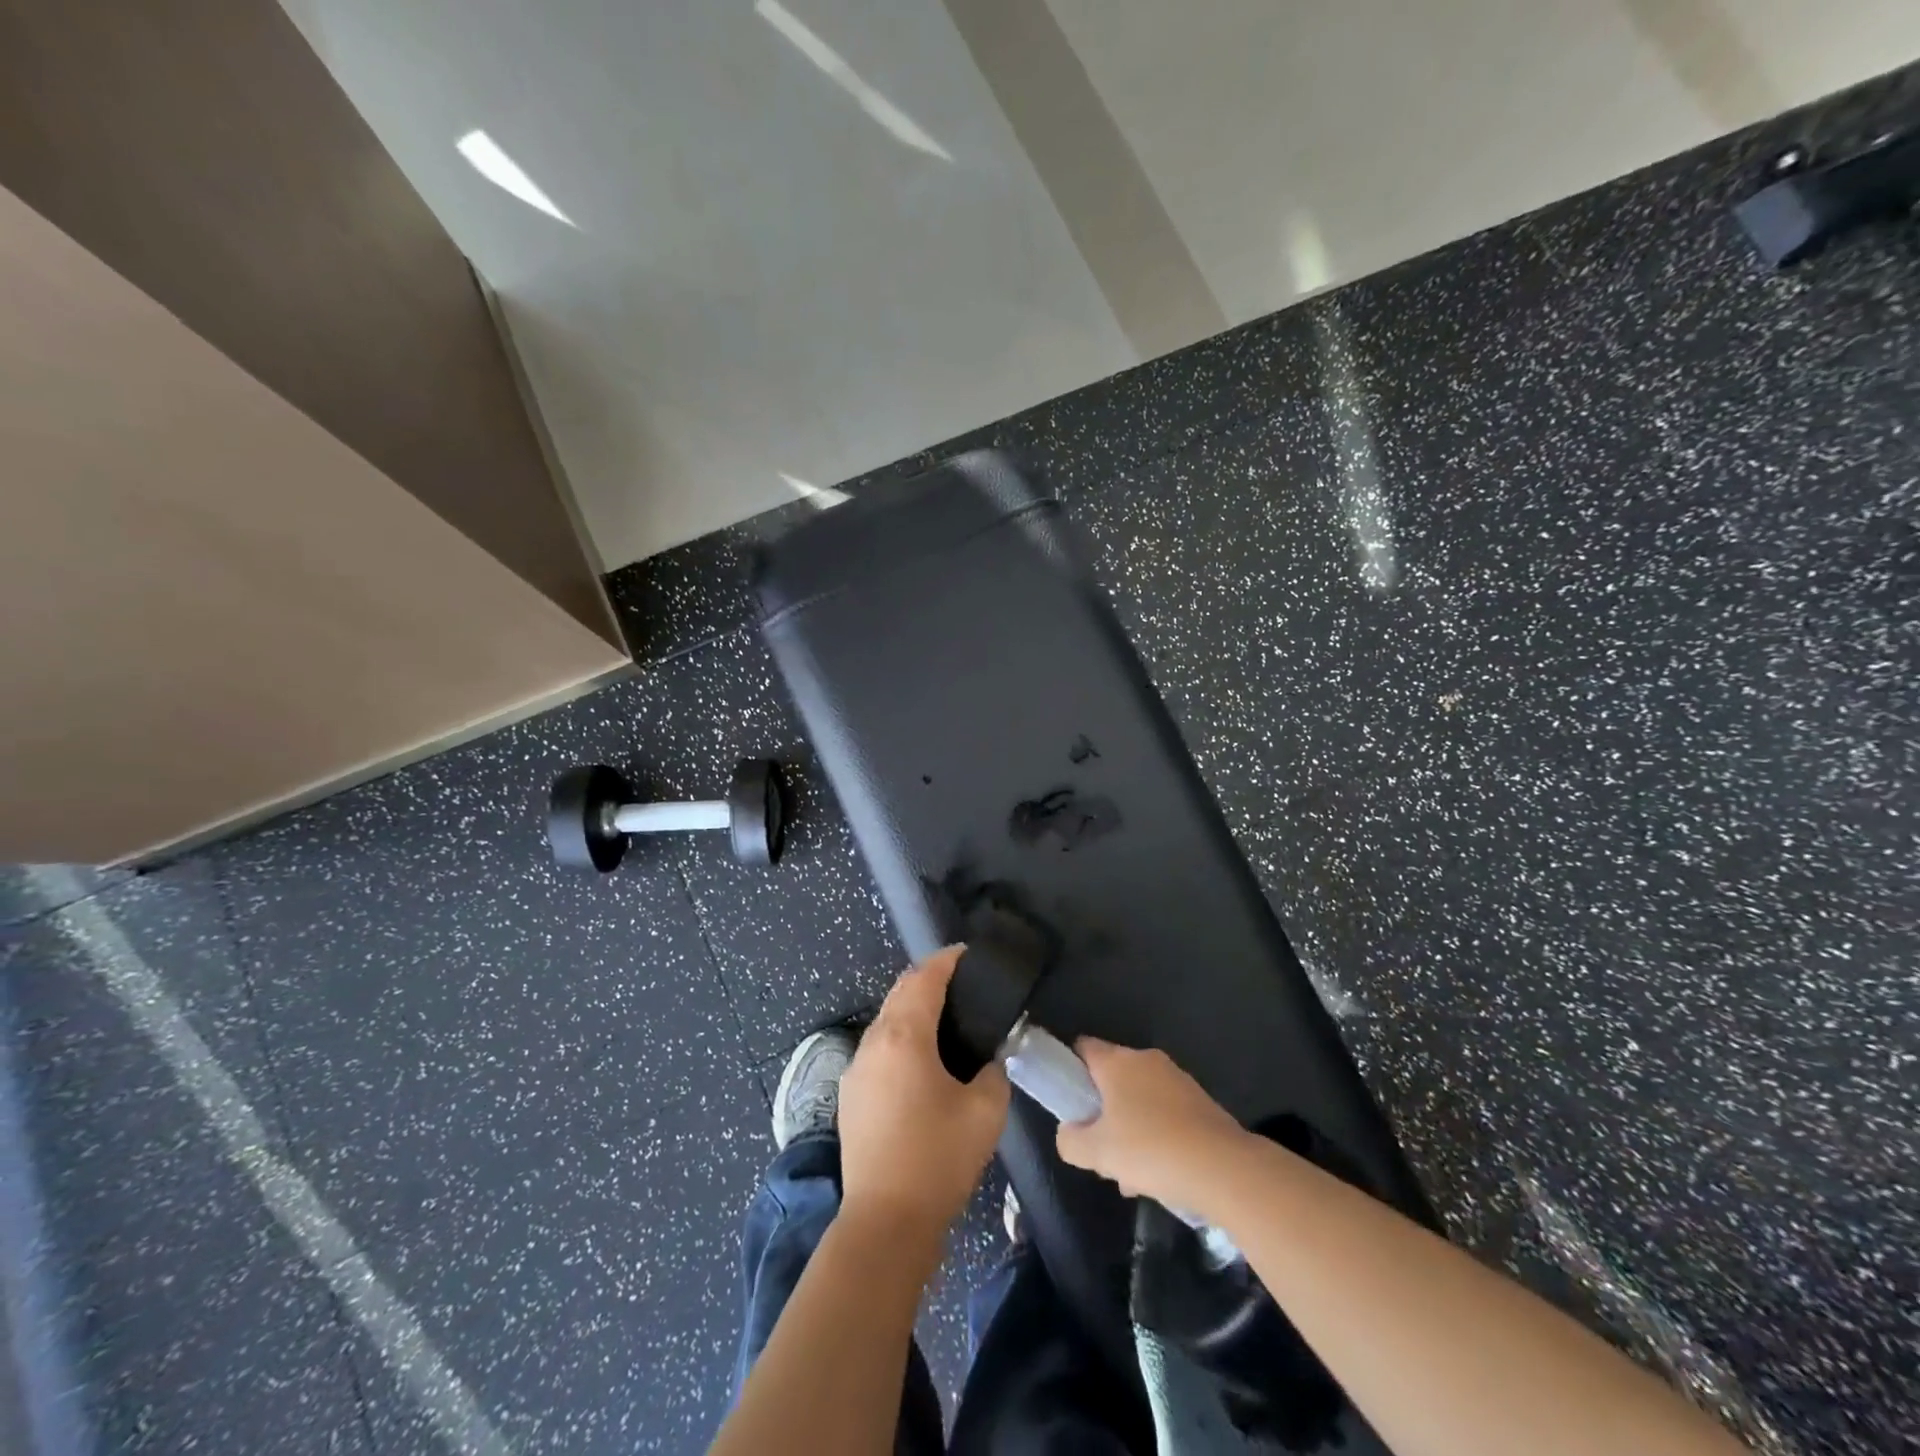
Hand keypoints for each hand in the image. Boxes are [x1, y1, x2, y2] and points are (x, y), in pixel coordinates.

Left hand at [837, 947, 1010, 1248]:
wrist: (886, 1222)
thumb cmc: (938, 1158)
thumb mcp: (985, 1111)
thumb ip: (993, 1072)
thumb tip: (987, 1059)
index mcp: (903, 1036)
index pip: (924, 978)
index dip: (947, 960)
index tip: (968, 955)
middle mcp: (873, 1043)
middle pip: (900, 993)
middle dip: (928, 979)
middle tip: (961, 983)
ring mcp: (855, 1069)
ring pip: (885, 1021)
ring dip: (911, 1009)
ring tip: (944, 1019)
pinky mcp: (850, 1096)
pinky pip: (877, 1049)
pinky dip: (899, 1038)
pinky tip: (920, 1060)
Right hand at [1055, 1039, 1250, 1209]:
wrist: (1224, 1168)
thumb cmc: (1150, 1150)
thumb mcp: (1096, 1153)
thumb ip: (1070, 1140)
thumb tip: (1068, 1133)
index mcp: (1117, 1062)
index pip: (1083, 1047)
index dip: (1070, 1068)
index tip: (1068, 1100)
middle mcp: (1146, 1060)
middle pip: (1112, 1077)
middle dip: (1103, 1110)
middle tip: (1098, 1146)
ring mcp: (1177, 1079)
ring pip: (1140, 1099)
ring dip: (1130, 1129)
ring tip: (1130, 1175)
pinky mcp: (1200, 1101)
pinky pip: (1166, 1113)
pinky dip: (1157, 1135)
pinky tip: (1160, 1175)